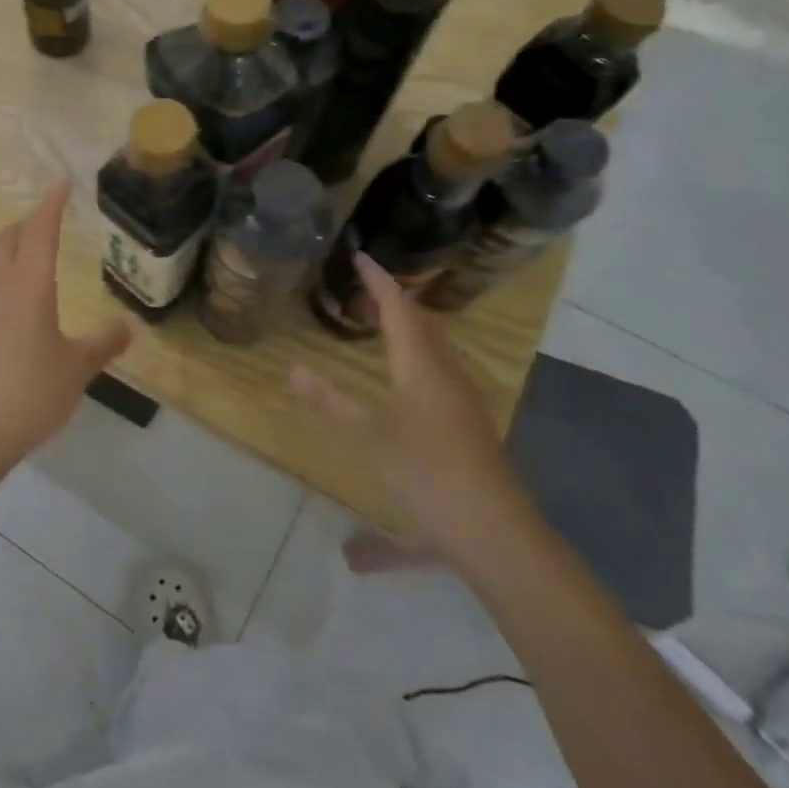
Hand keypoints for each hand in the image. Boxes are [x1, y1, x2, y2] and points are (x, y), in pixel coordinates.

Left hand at [0, 180, 131, 476]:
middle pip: (8, 239)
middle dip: (27, 222)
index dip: (50, 205)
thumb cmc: (29, 393)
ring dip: (9, 246)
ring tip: (29, 249)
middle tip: (49, 217)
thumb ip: (103, 345)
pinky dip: (0, 274)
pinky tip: (13, 298)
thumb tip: (128, 327)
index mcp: (29, 287)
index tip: (60, 183)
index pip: (39, 232)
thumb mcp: (77, 369)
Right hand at [290, 254, 528, 548]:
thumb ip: (329, 403)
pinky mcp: (470, 419)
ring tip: (381, 321)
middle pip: (422, 321)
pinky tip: (407, 373)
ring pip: (436, 344)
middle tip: (363, 288)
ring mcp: (463, 396)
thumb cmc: (426, 474)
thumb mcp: (367, 439)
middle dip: (394, 299)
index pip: (398, 308)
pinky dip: (418, 350)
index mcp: (421, 366)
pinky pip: (441, 365)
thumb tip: (293, 369)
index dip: (379, 281)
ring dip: (409, 324)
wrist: (494, 531)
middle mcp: (446, 371)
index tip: (360, 256)